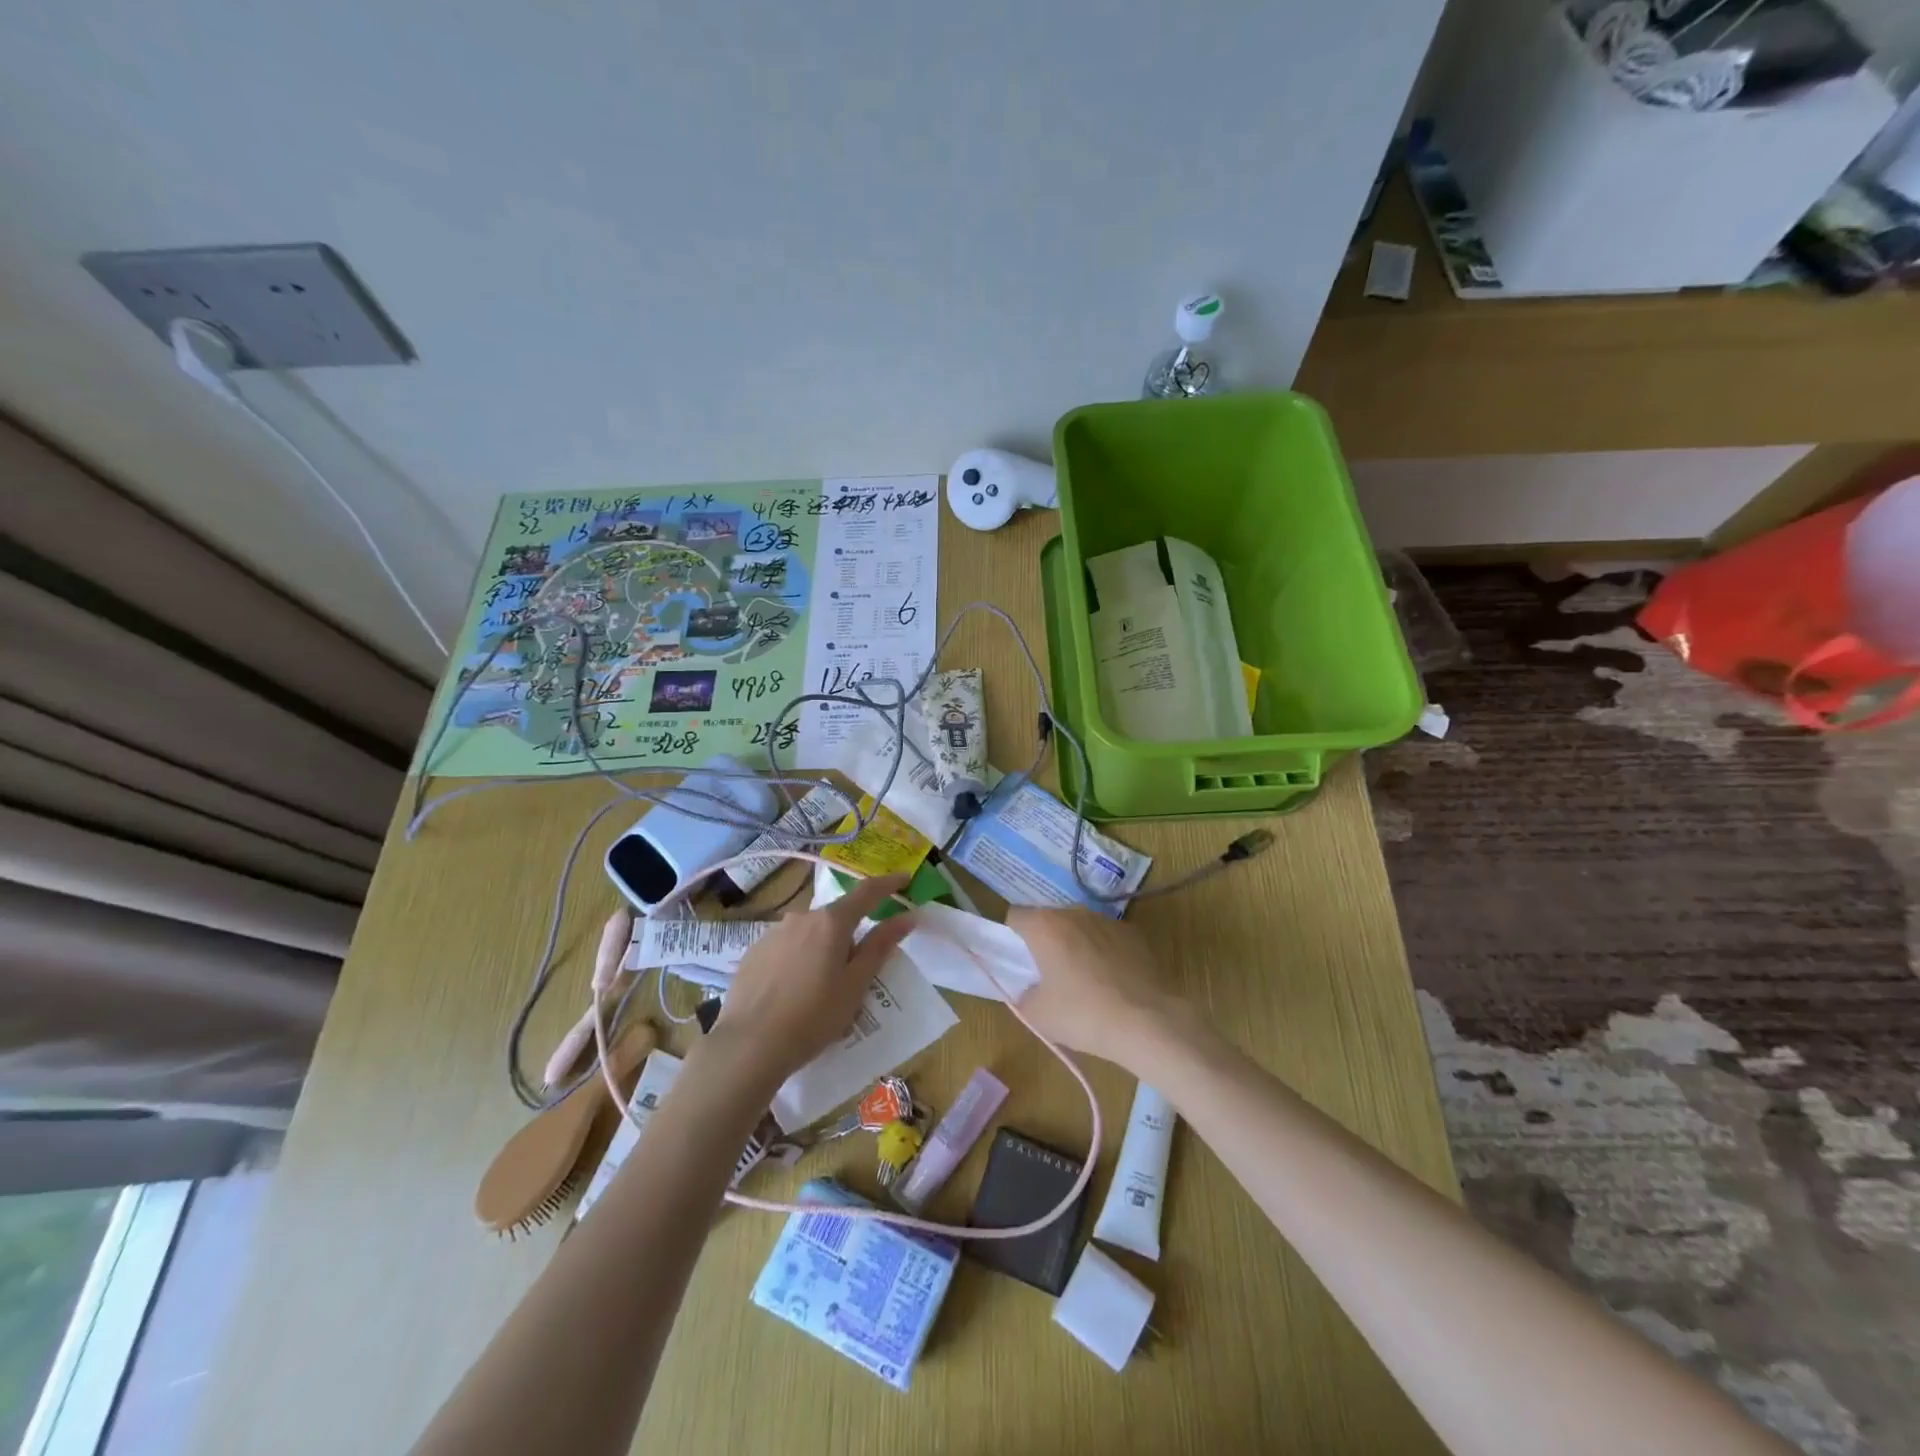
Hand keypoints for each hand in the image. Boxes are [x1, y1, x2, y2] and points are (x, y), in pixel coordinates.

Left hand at [702, 873, 915, 1091]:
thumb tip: (906, 916)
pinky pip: (786, 948)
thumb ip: (880, 946)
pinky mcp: (753, 953)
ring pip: (809, 933)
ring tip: (821, 989)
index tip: (904, 878)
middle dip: (850, 935)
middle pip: (835, 918)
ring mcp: (773, 933)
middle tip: (856, 971)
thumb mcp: (855, 985)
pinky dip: (797, 960)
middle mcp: (801, 918)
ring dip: (821, 949)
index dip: (888, 884)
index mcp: (831, 922)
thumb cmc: (813, 1017)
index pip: (867, 893)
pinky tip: (793, 992)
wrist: (749, 1046)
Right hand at [1006, 907, 1194, 1072]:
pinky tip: (1113, 982)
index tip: (1020, 963)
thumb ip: (1023, 994)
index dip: (1012, 937)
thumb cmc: (1084, 1015)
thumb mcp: (1037, 1014)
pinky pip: (1107, 938)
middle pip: (1049, 920)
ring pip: (1079, 927)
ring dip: (1075, 945)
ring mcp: (1107, 921)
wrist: (1148, 1022)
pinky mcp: (1134, 933)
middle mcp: (1075, 913)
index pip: (1015, 916)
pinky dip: (1103, 952)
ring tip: (1085, 982)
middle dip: (1045, 942)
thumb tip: (1031, 988)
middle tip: (1050, 976)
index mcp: (1045, 926)